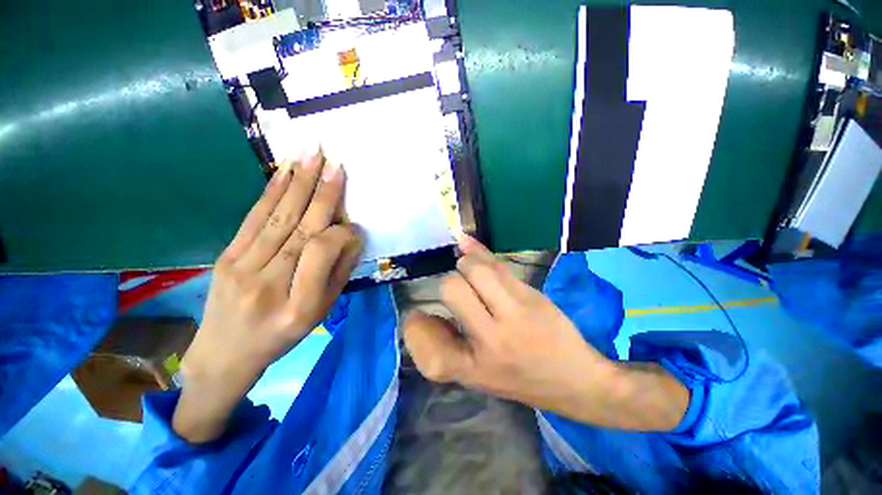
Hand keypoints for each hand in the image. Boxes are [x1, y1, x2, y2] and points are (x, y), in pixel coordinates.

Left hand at [174, 151, 362, 442]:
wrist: (224, 353)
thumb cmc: (282, 336)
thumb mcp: (320, 313)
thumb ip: (338, 273)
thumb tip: (352, 236)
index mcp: (298, 305)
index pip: (322, 253)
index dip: (341, 233)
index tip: (354, 223)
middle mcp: (268, 283)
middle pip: (300, 229)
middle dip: (321, 192)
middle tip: (335, 162)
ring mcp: (241, 267)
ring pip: (277, 218)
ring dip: (297, 183)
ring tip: (312, 155)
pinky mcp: (226, 256)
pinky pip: (254, 219)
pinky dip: (271, 193)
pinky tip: (285, 172)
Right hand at [403, 236, 688, 430]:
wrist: (575, 381)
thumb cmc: (521, 379)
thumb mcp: (478, 374)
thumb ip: (450, 343)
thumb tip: (422, 314)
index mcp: (472, 363)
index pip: (430, 331)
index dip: (417, 319)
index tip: (416, 313)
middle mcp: (490, 337)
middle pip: (454, 287)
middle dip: (452, 280)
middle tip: (459, 283)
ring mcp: (515, 312)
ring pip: (478, 270)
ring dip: (467, 262)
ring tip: (468, 265)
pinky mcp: (531, 295)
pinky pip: (499, 266)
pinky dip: (480, 252)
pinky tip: (469, 244)